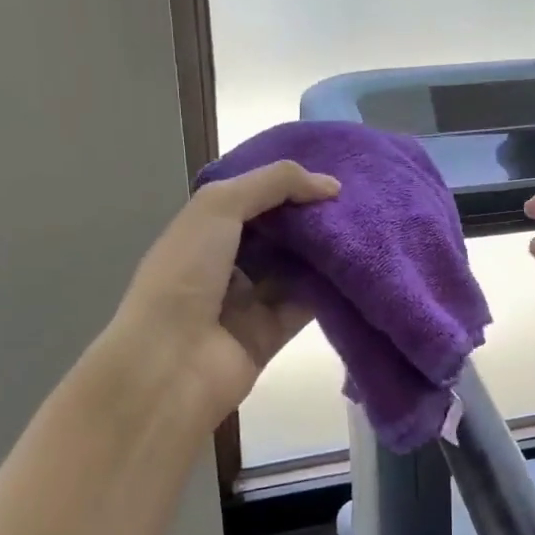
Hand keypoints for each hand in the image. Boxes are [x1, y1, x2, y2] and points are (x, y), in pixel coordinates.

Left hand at [107, 161, 339, 429]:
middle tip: (355, 200)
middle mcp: (224, 262)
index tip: (329, 172)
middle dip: (310, 215)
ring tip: (365, 226)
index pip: (250, 197)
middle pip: (277, 232)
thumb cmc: (185, 273)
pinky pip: (306, 304)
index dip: (286, 183)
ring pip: (295, 267)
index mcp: (202, 230)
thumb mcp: (219, 207)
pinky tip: (359, 266)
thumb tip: (331, 185)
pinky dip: (329, 288)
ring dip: (324, 249)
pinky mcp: (270, 333)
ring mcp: (247, 300)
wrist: (170, 361)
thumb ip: (274, 184)